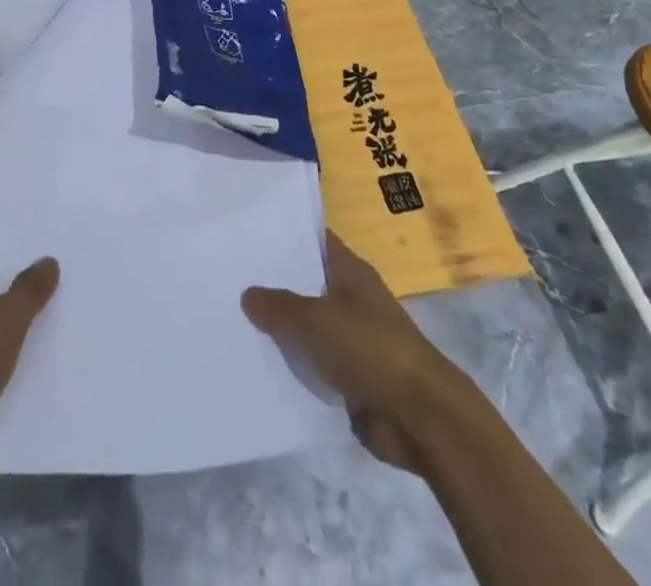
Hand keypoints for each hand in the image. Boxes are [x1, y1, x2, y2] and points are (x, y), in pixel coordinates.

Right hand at [242, 231, 461, 474]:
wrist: (419, 416)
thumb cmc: (368, 349)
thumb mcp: (314, 319)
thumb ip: (278, 305)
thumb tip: (248, 293)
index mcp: (352, 272)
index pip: (316, 241)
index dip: (287, 235)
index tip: (251, 233)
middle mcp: (354, 300)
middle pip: (309, 285)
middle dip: (276, 285)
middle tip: (232, 279)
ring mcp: (355, 340)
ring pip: (310, 328)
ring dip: (283, 330)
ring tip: (236, 323)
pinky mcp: (354, 379)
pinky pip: (316, 365)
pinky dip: (296, 367)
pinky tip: (262, 366)